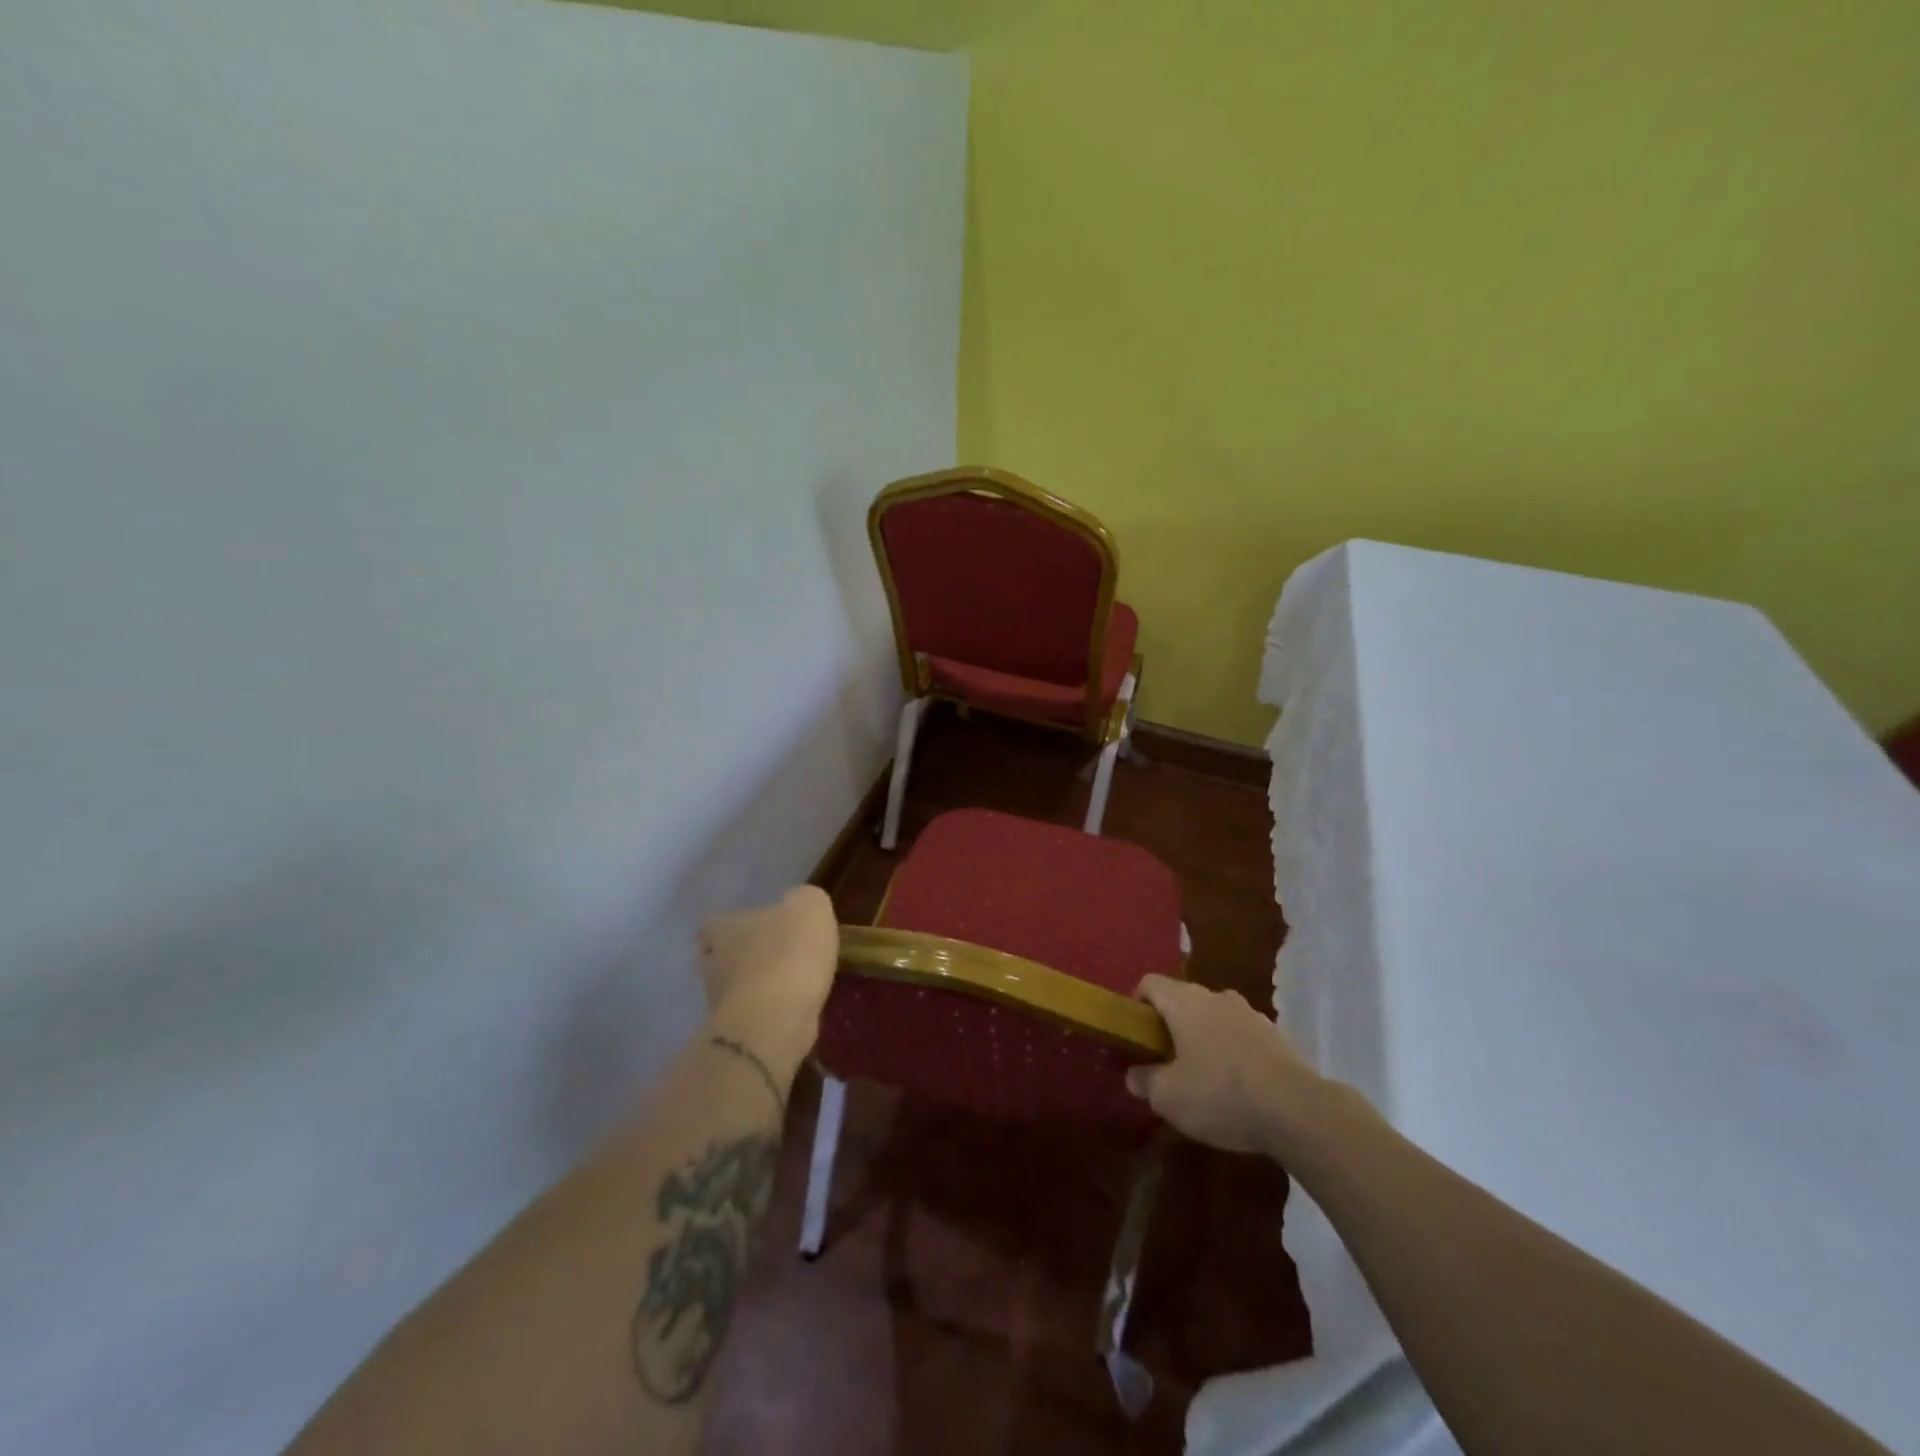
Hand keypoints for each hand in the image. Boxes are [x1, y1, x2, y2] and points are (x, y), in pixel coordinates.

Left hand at [697, 886, 838, 1025]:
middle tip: (767, 956)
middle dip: (736, 958)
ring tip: (785, 984)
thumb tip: (797, 906)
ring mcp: (721, 1002)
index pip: (709, 924)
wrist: (776, 1019)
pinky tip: (792, 1008)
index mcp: (725, 928)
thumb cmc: (788, 952)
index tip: (745, 928)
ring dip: (753, 986)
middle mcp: (714, 963)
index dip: (726, 925)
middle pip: (714, 958)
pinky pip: (750, 1016)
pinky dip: (766, 1013)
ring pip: (732, 989)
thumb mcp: (809, 906)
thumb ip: (803, 900)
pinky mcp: (737, 1034)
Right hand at [1126, 975, 1330, 1157]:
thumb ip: (1144, 1081)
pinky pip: (1241, 1036)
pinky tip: (1236, 1088)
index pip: (1149, 983)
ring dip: (1203, 1039)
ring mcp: (1250, 1013)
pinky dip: (1232, 1052)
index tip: (1137, 1036)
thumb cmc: (1220, 1094)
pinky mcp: (1276, 1035)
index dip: (1137, 1005)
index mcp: (1184, 1001)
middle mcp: (1216, 997)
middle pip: (1182, 1000)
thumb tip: (1134, 1075)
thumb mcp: (1168, 1097)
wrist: (1298, 1110)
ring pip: (1214, 1018)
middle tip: (1165, 1063)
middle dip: (1170, 1027)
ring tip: (1203, 1079)